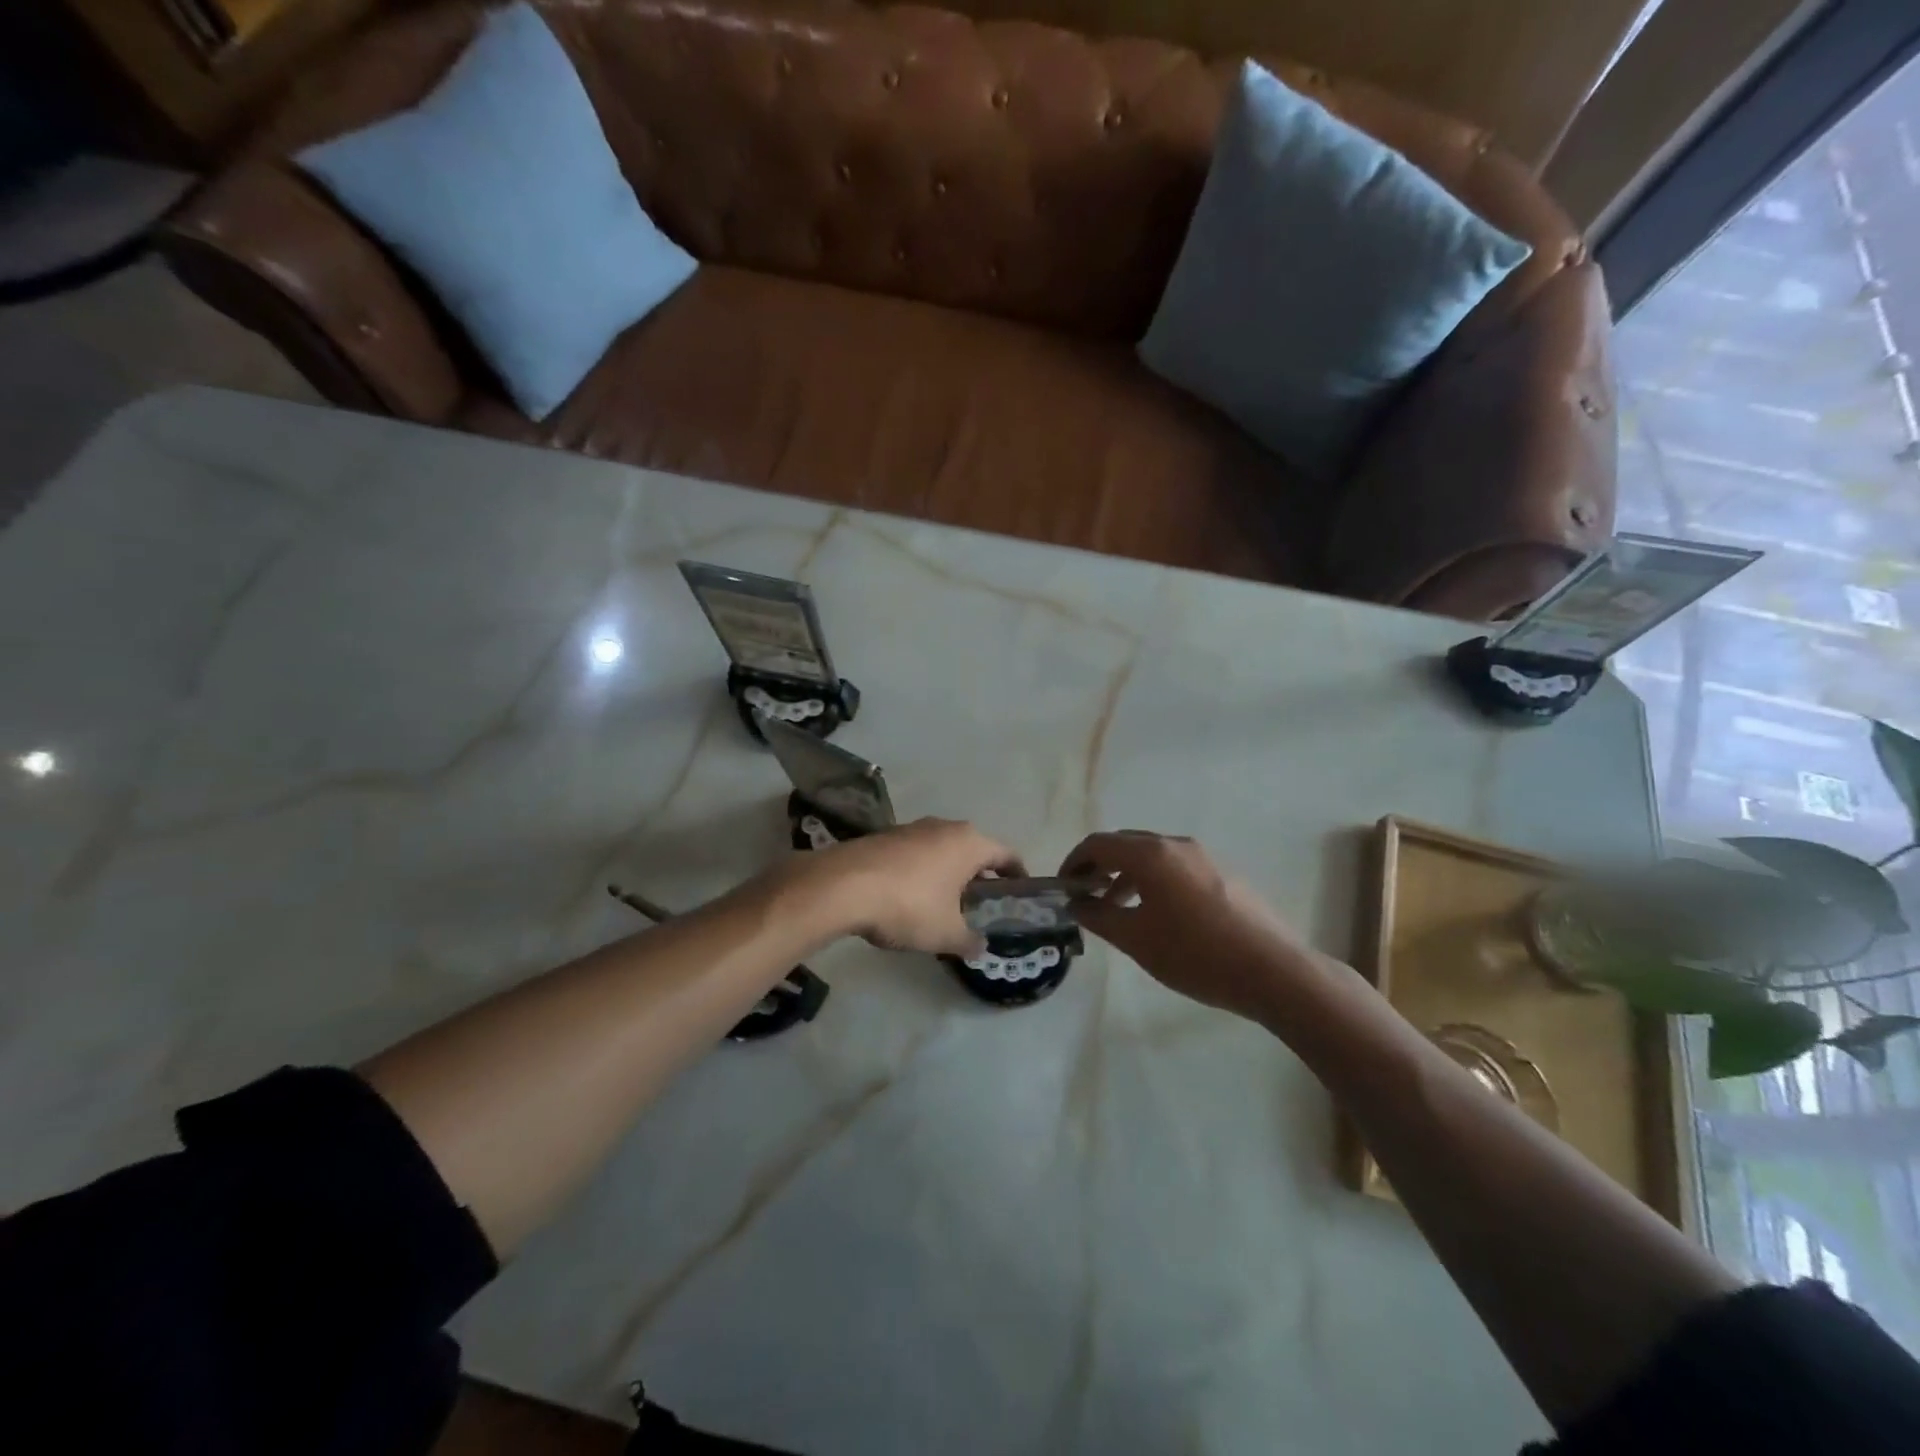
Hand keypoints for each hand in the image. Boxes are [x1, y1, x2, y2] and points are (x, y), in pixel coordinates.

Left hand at [809, 818, 1023, 956]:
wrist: (843, 886)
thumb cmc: (909, 905)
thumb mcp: (946, 933)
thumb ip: (969, 940)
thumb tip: (980, 947)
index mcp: (969, 843)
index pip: (1006, 854)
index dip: (1017, 873)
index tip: (1021, 891)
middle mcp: (944, 827)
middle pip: (973, 850)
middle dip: (980, 876)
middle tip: (983, 905)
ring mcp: (911, 828)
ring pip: (942, 850)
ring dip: (949, 873)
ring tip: (946, 905)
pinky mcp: (884, 837)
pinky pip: (915, 854)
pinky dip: (922, 873)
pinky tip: (911, 899)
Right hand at [1061, 831, 1314, 1022]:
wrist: (1274, 972)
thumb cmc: (1196, 954)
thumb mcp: (1136, 939)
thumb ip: (1099, 916)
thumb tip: (1076, 902)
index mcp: (1151, 854)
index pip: (1099, 843)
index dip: (1074, 862)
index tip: (1063, 887)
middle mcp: (1176, 845)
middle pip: (1126, 844)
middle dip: (1100, 866)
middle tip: (1085, 896)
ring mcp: (1205, 858)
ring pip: (1153, 856)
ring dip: (1127, 875)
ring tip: (1118, 909)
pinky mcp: (1224, 875)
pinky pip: (1176, 867)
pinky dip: (1154, 881)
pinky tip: (1158, 916)